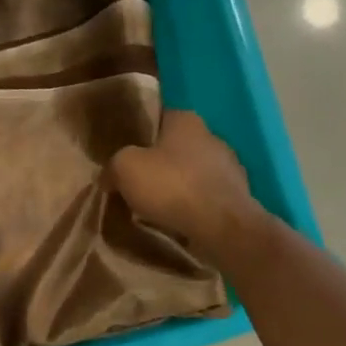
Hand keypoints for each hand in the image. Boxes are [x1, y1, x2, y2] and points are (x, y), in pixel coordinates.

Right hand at [107, 109, 266, 258]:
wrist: (220, 226)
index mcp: (186, 120)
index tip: (125, 155)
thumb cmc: (171, 186)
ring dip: (177, 186)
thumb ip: (113, 165)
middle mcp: (211, 136)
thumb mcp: (124, 168)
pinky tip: (179, 220)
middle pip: (175, 147)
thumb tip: (109, 176)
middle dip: (158, 164)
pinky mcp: (237, 195)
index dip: (139, 136)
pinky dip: (193, 205)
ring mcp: (229, 166)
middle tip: (136, 183)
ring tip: (156, 207)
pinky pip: (205, 196)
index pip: (157, 119)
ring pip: (192, 173)